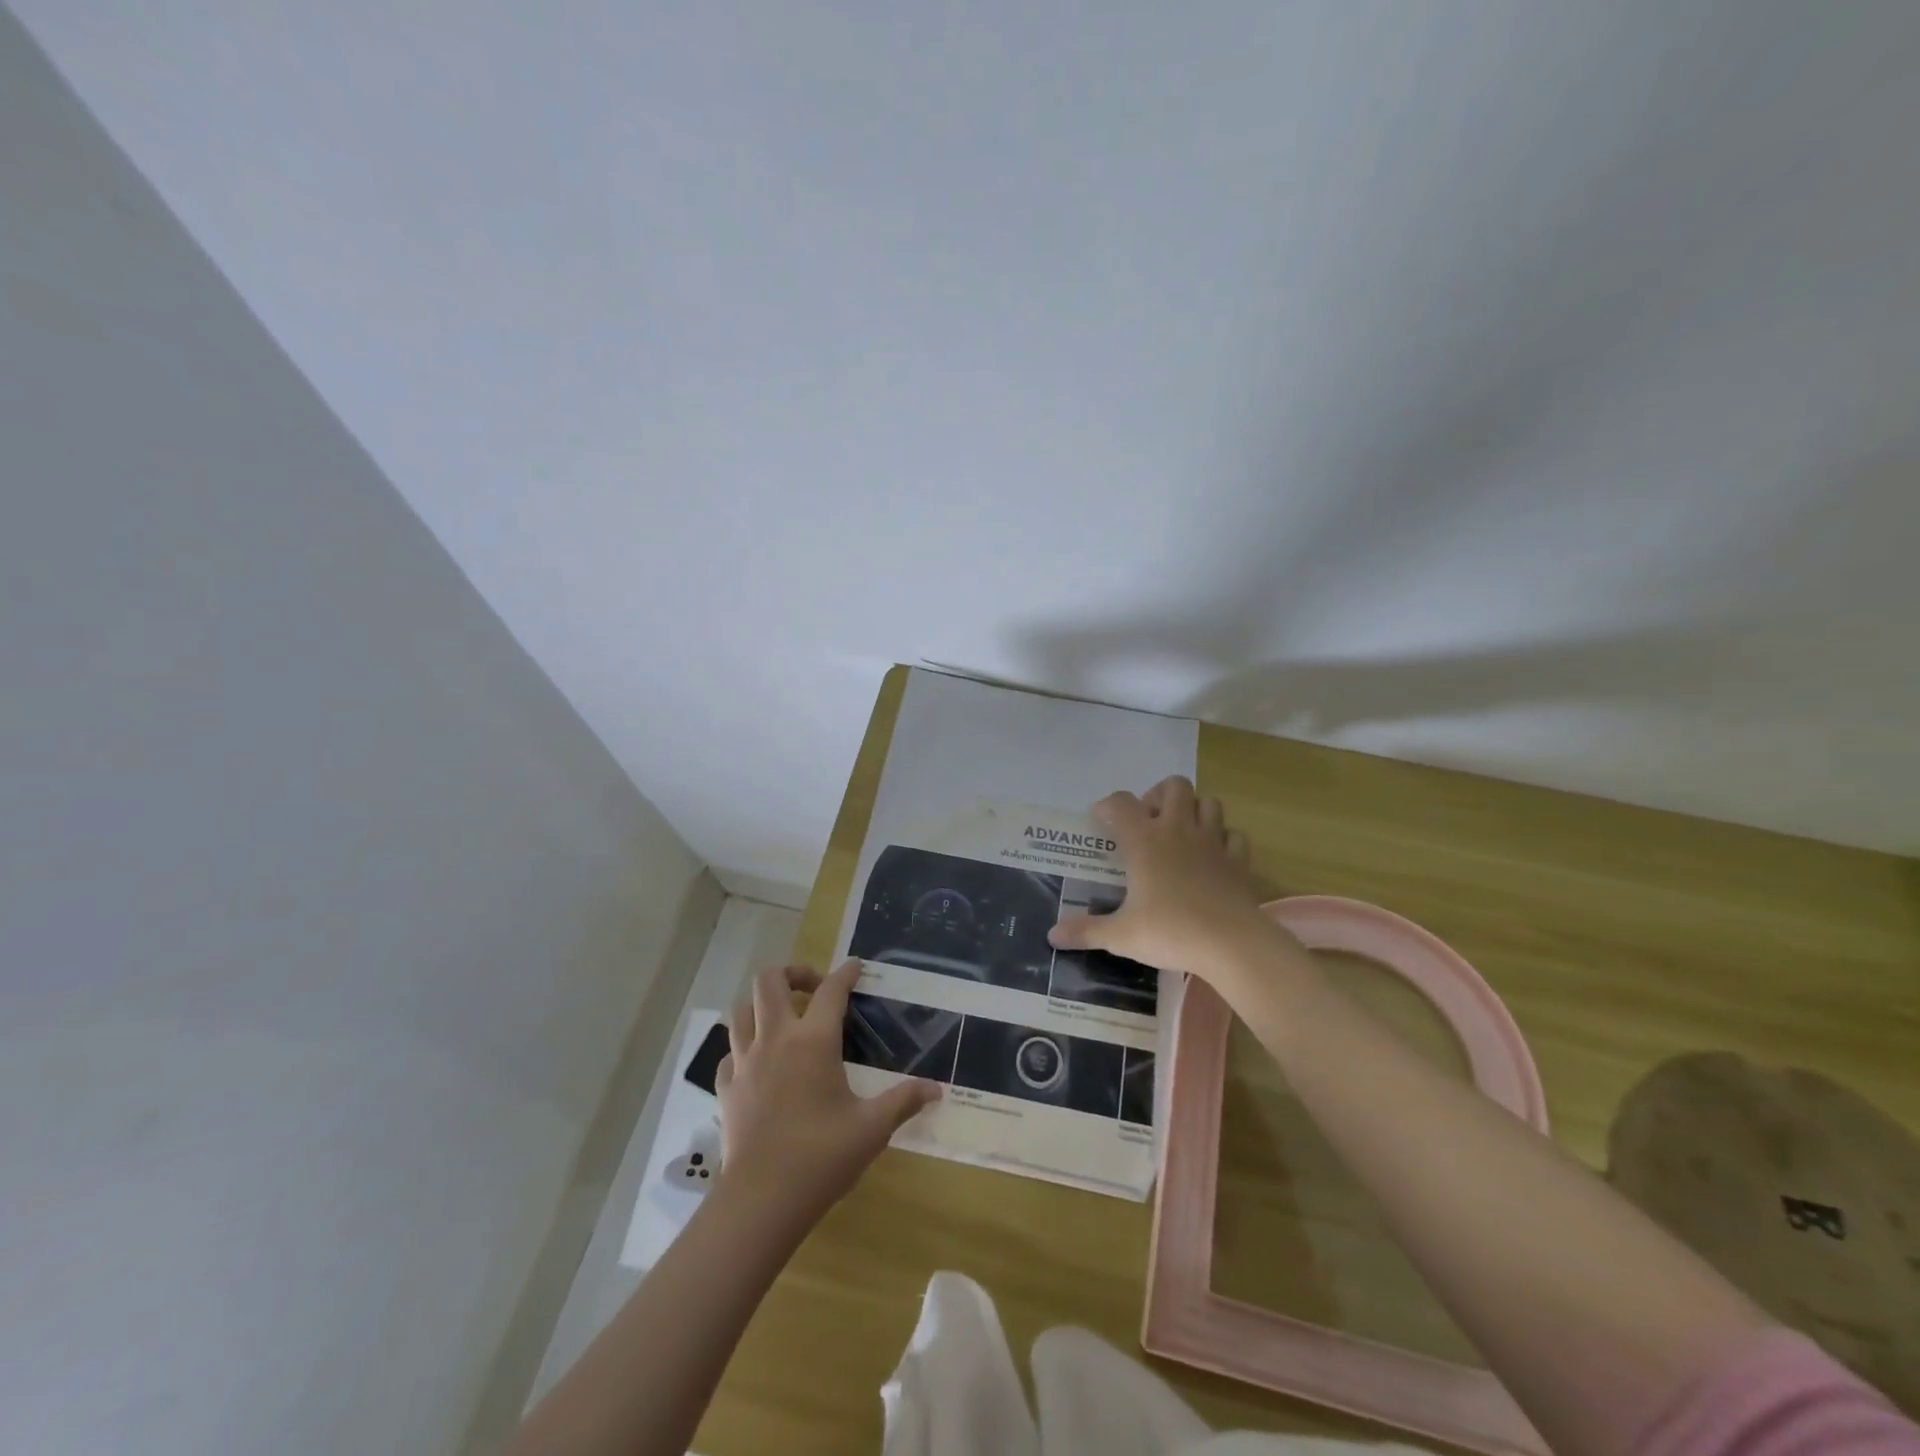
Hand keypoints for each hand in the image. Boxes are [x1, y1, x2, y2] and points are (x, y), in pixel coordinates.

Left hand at [717, 960, 939, 1229]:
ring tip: (783, 1018)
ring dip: (762, 1005)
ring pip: (742, 1010)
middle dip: (793, 973)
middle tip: (814, 989)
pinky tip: (759, 1064)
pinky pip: (729, 1052)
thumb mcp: (872, 1128)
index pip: (831, 990)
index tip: (856, 966)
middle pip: (770, 981)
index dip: (846, 973)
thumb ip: (903, 1101)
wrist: (761, 1200)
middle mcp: (775, 1039)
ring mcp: (745, 1062)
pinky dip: (744, 1047)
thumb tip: (936, 1089)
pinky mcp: (725, 1088)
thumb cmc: (822, 1157)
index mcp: (813, 1041)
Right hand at [1048, 776, 1280, 982]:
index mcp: (1144, 841)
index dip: (1108, 806)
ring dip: (1194, 810)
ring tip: (1181, 833)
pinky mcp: (1239, 860)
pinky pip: (1234, 835)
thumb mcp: (1120, 935)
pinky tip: (1214, 856)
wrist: (1231, 944)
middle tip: (1148, 821)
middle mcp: (1178, 830)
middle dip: (1159, 795)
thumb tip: (1052, 936)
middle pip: (1173, 786)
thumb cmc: (1170, 931)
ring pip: (1209, 802)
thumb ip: (1086, 931)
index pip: (1121, 803)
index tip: (1100, 820)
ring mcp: (1213, 841)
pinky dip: (1224, 839)